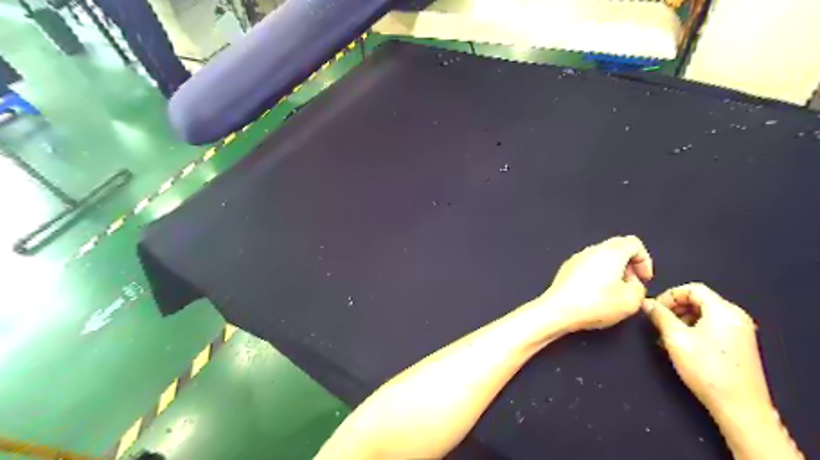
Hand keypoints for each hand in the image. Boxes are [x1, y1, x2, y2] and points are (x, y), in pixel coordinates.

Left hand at [543, 237, 653, 330]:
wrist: (558, 310)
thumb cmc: (594, 304)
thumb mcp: (631, 301)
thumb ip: (640, 288)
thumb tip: (633, 284)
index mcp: (611, 252)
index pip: (634, 243)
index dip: (644, 260)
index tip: (644, 279)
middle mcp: (592, 250)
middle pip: (617, 247)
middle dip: (629, 264)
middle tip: (631, 283)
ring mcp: (577, 258)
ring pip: (601, 256)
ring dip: (612, 269)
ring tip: (614, 291)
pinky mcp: (567, 268)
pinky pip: (588, 265)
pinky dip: (597, 274)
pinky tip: (596, 293)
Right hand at [645, 284, 772, 416]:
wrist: (739, 407)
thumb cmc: (707, 370)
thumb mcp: (675, 338)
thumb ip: (659, 316)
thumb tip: (647, 303)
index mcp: (723, 310)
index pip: (692, 288)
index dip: (669, 295)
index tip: (654, 309)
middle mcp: (735, 317)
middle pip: (699, 300)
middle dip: (674, 308)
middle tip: (658, 322)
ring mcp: (740, 331)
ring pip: (704, 314)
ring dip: (682, 320)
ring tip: (666, 336)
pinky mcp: (739, 345)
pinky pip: (712, 326)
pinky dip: (694, 329)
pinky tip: (681, 345)